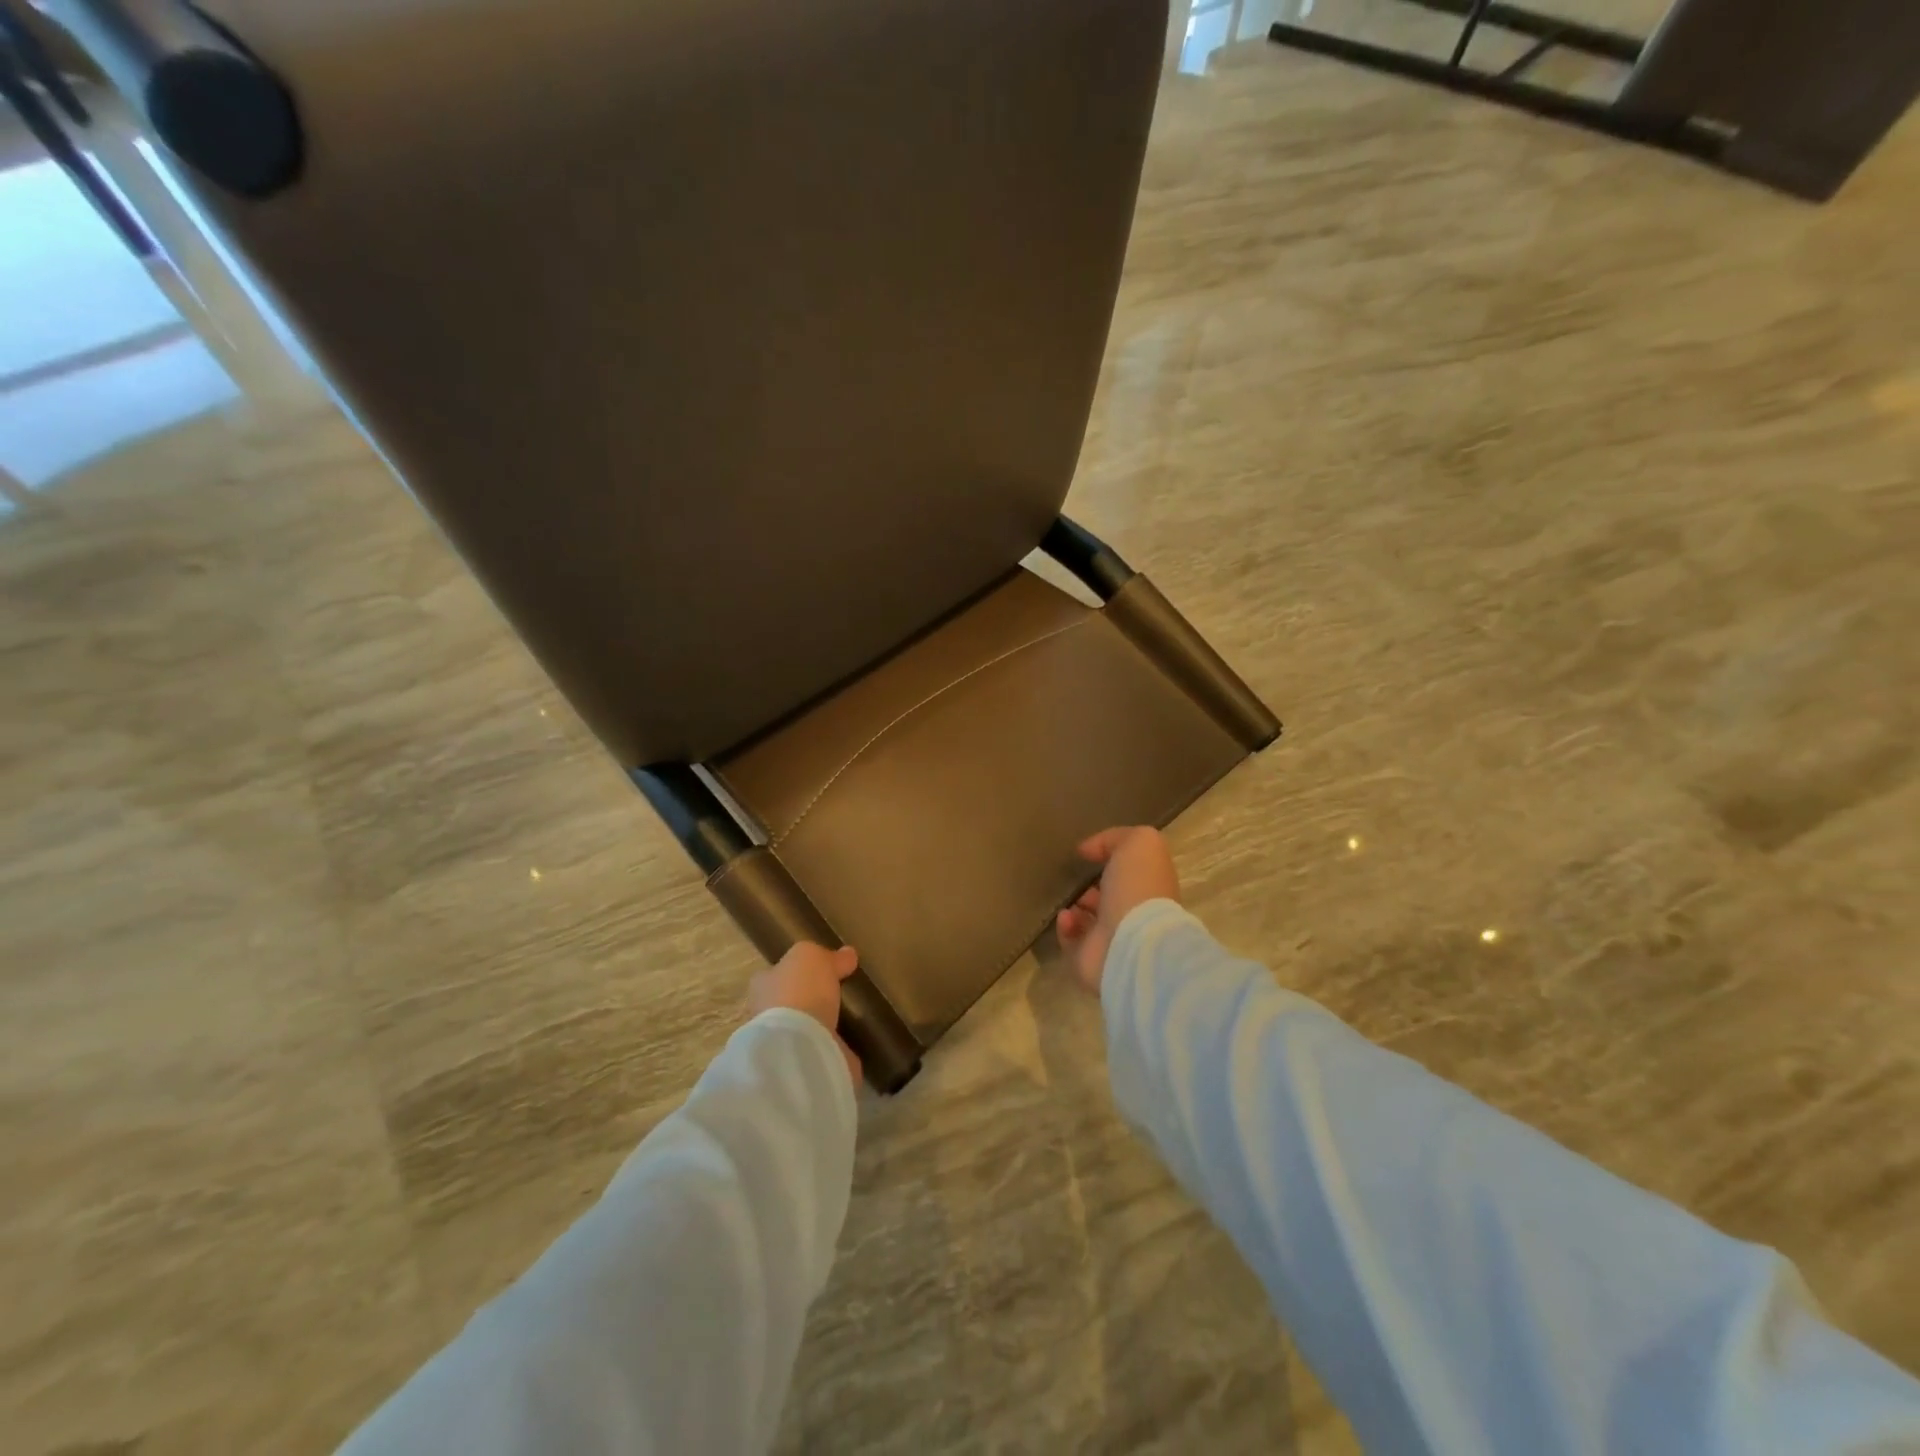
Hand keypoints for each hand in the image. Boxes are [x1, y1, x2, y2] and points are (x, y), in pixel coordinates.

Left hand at [749, 943, 861, 1084]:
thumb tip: (847, 955)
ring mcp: (785, 1044)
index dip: (795, 971)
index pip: (776, 974)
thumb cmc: (799, 991)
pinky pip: (823, 1053)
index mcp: (764, 986)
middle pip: (790, 1003)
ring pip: (806, 1030)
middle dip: (809, 1001)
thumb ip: (829, 956)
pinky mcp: (805, 1067)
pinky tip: (852, 1045)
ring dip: (822, 1027)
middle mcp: (768, 1015)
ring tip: (848, 1020)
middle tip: (837, 996)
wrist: (800, 1046)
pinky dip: (835, 1050)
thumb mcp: (813, 957)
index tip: (818, 971)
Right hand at [1055, 826, 1180, 992]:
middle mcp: (1134, 916)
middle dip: (1090, 887)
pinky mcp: (1090, 961)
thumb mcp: (1138, 842)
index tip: (1088, 853)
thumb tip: (1089, 850)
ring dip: (1074, 907)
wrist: (1131, 943)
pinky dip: (1065, 927)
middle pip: (1108, 899)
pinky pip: (1071, 941)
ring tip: (1068, 897)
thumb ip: (1115, 838)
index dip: (1111, 862)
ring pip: (1088, 921)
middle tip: (1075, 877)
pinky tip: (1066, 916)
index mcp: (1149, 888)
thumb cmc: (1138, 888)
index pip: (1131, 874)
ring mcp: (1113, 942)